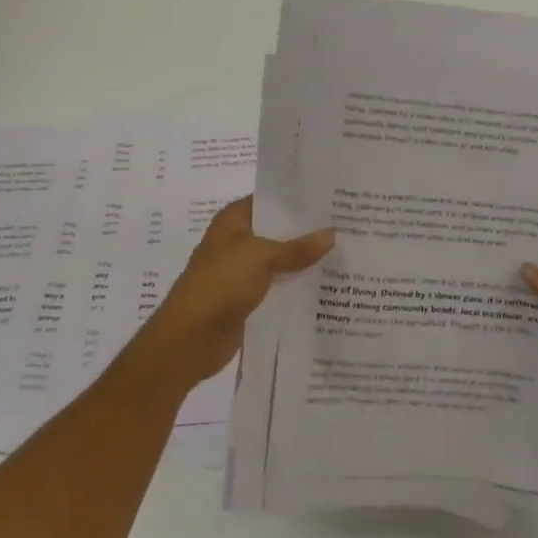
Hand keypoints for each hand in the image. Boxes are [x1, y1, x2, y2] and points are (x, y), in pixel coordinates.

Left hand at [134, 198, 334, 392]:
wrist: (190, 339)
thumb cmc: (220, 284)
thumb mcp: (261, 258)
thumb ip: (297, 248)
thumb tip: (332, 234)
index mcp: (233, 220)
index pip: (269, 200)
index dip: (297, 199)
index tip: (332, 198)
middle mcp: (236, 241)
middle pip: (277, 231)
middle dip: (307, 231)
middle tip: (347, 225)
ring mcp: (241, 271)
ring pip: (279, 260)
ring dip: (304, 260)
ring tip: (345, 253)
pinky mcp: (248, 299)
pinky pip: (278, 286)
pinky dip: (297, 286)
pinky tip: (327, 285)